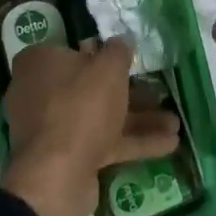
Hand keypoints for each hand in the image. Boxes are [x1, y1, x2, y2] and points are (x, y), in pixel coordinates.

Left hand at [1, 39, 180, 215]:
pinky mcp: (68, 156)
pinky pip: (104, 143)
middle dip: (130, 92)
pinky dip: (134, 141)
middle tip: (160, 92)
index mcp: (40, 64)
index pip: (70, 51)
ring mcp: (54, 128)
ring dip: (139, 119)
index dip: (99, 54)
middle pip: (90, 86)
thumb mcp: (108, 69)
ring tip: (176, 122)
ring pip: (101, 116)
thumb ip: (118, 51)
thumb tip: (122, 41)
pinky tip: (170, 144)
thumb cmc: (80, 106)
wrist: (57, 175)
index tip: (126, 60)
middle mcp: (41, 93)